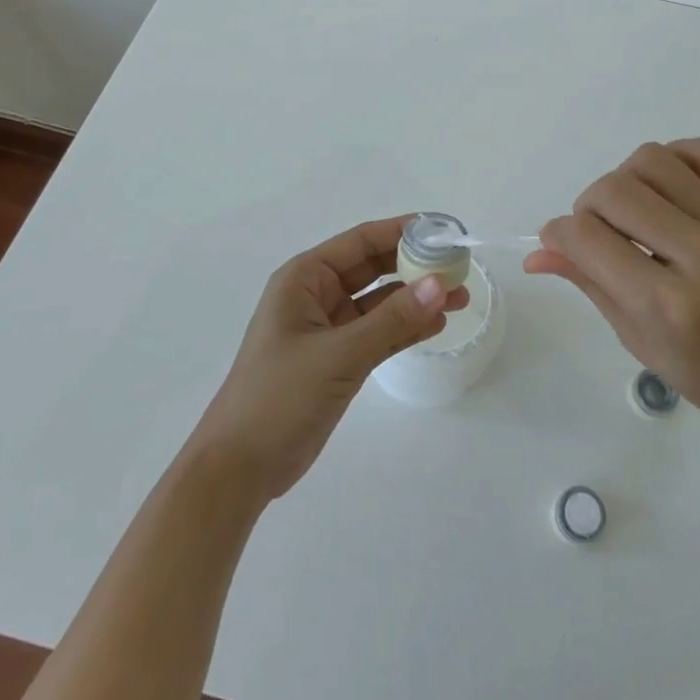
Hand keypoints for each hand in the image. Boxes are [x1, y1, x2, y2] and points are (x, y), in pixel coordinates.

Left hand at [189, 216, 468, 504]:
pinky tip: (436, 325)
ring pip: (380, 303)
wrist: (239, 468)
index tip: (444, 230)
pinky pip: (378, 333)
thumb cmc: (279, 396)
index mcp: (304, 279)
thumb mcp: (339, 354)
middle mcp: (316, 295)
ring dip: (416, 299)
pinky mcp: (337, 360)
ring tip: (460, 297)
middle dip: (415, 266)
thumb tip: (440, 284)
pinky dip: (405, 328)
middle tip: (460, 266)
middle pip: (373, 268)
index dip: (403, 232)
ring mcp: (328, 329)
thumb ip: (392, 320)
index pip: (360, 242)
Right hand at [524, 138, 699, 446]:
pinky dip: (670, 159)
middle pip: (614, 191)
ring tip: (631, 213)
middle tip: (596, 235)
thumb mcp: (641, 344)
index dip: (558, 234)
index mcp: (668, 306)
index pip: (587, 238)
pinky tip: (665, 192)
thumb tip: (538, 251)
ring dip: (624, 180)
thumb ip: (590, 285)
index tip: (559, 243)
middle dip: (587, 207)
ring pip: (651, 160)